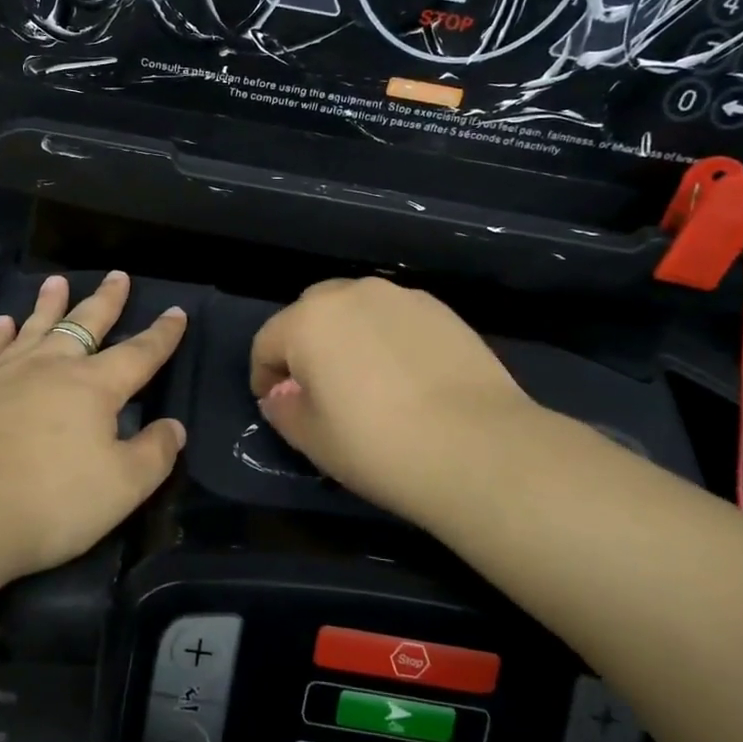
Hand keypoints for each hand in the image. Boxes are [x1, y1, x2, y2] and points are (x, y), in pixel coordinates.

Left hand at [0, 271, 188, 585]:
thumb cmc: (50, 500)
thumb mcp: (122, 487)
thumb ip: (154, 454)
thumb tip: (174, 427)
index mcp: (94, 386)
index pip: (139, 353)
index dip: (161, 335)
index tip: (176, 312)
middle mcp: (51, 368)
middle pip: (86, 324)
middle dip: (106, 300)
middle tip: (118, 275)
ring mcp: (6, 374)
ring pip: (34, 327)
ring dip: (49, 304)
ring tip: (57, 281)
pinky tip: (2, 324)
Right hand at [249, 278, 544, 532]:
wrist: (479, 448)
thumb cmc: (379, 446)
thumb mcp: (313, 441)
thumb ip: (284, 411)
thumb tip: (281, 395)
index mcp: (308, 321)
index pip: (266, 342)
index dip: (263, 376)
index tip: (276, 405)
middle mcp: (350, 293)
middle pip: (309, 314)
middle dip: (304, 346)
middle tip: (318, 389)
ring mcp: (399, 297)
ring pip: (355, 310)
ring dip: (347, 337)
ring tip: (366, 380)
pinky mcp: (440, 309)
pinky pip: (394, 318)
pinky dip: (387, 338)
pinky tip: (405, 377)